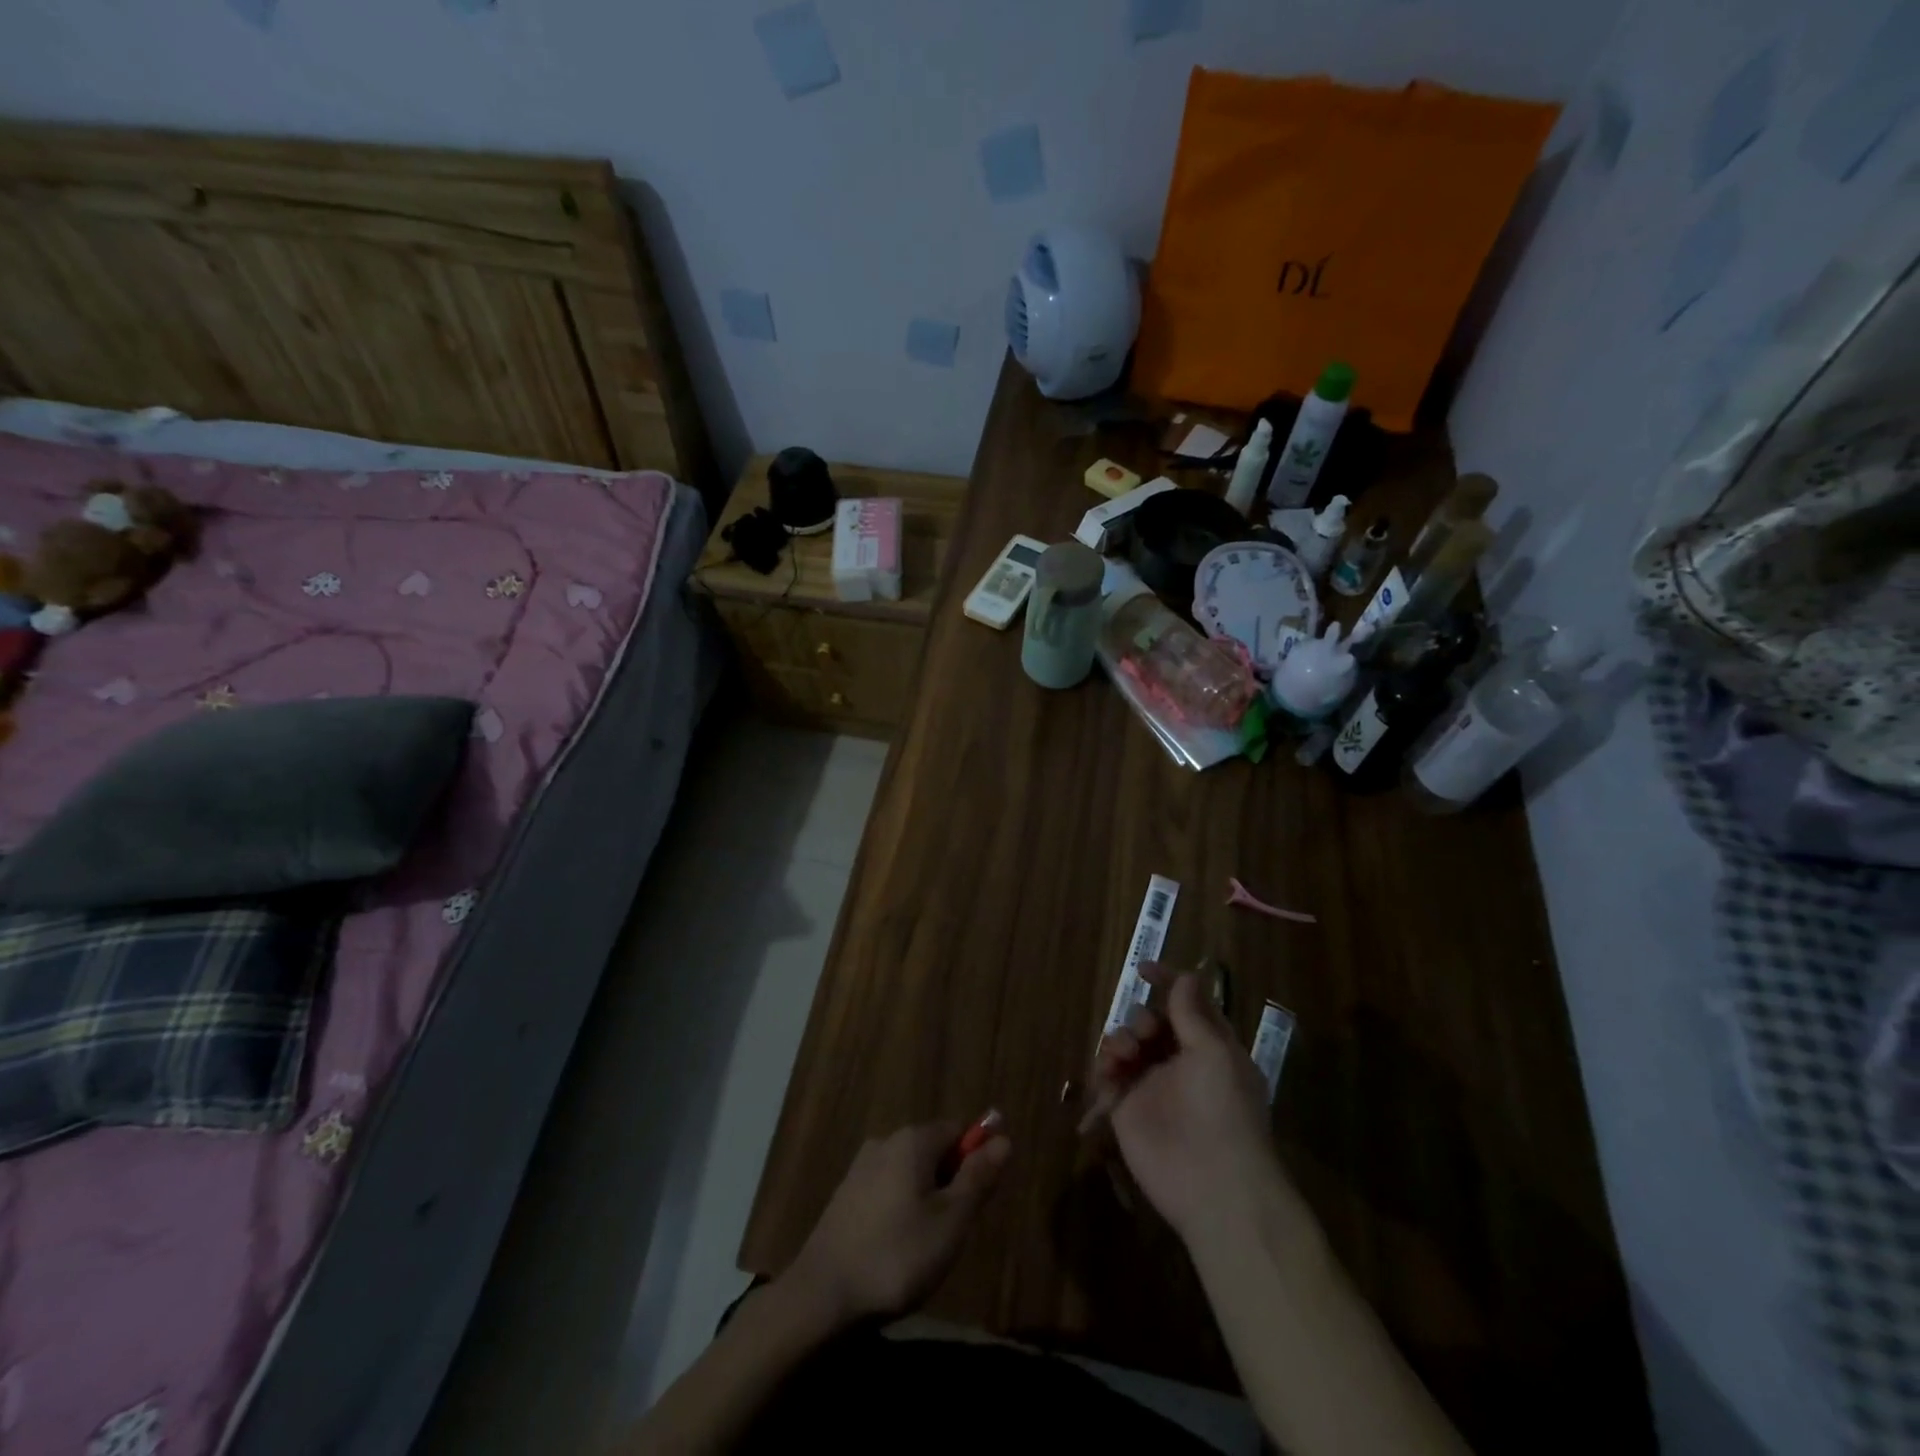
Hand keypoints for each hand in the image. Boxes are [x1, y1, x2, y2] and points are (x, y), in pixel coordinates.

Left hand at [784, 1121, 1009, 1325]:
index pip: (959, 1130)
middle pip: (934, 1151)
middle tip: (952, 1233)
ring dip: (926, 1202)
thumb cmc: (897, 1256)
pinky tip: (896, 1252)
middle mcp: (886, 1141)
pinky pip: (887, 1192)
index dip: (975, 1161)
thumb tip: (1004, 1138)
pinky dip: (900, 1213)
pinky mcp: (845, 1196)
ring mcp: (861, 1168)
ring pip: (910, 1174)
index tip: (976, 1204)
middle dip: (950, 1185)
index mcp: (913, 1139)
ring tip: (924, 1250)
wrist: (822, 1297)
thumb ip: (978, 1177)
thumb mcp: (951, 1221)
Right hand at [1093, 963, 1286, 1242]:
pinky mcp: (1126, 1108)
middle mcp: (1178, 1061)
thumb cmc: (1224, 1110)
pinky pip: (1107, 1074)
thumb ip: (1192, 1013)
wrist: (1212, 1185)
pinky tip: (1110, 1071)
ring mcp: (1150, 1085)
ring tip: (1125, 1054)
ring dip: (1121, 1038)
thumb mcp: (1214, 1053)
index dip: (1167, 982)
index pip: (1186, 1003)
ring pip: (1125, 1043)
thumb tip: (1185, 974)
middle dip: (1142, 1017)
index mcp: (1209, 1046)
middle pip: (1150, 1021)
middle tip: (1146, 1033)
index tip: (1142, 969)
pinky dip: (1104, 1064)